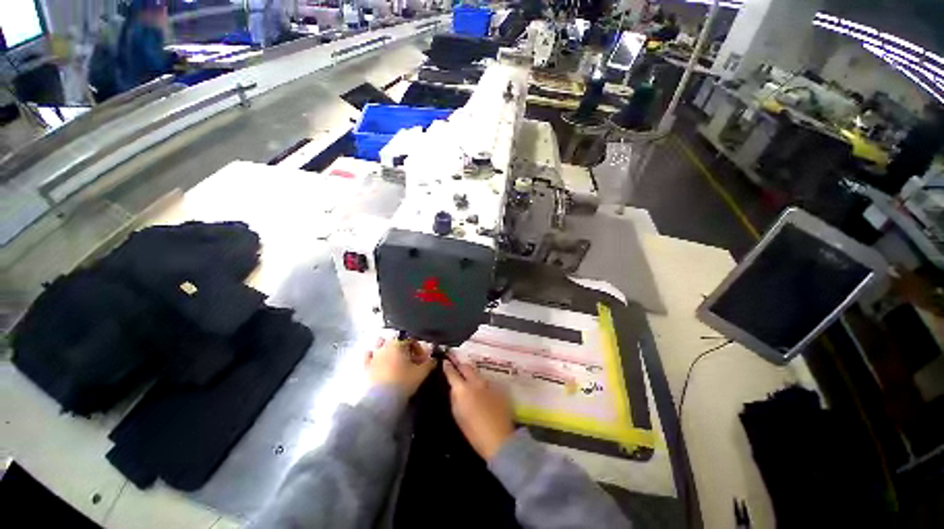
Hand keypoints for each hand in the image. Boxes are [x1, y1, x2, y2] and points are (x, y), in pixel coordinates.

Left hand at [365, 338, 435, 397]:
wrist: (381, 401)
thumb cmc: (402, 383)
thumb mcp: (421, 373)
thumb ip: (429, 363)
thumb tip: (434, 359)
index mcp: (398, 344)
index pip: (411, 340)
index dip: (418, 349)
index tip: (422, 359)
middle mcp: (385, 346)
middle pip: (396, 341)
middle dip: (403, 348)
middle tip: (410, 359)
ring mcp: (373, 356)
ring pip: (381, 345)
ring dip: (388, 349)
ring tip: (395, 360)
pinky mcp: (365, 367)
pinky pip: (368, 356)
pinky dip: (373, 355)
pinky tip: (378, 361)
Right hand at [443, 355, 515, 460]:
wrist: (499, 438)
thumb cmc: (473, 432)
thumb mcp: (458, 415)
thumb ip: (455, 397)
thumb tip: (454, 388)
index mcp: (463, 389)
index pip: (452, 373)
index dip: (448, 367)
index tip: (445, 362)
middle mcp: (476, 382)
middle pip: (467, 367)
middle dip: (461, 365)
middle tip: (457, 365)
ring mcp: (488, 384)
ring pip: (478, 374)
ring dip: (472, 374)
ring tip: (469, 378)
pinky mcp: (498, 388)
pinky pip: (487, 382)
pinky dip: (482, 384)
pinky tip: (482, 391)